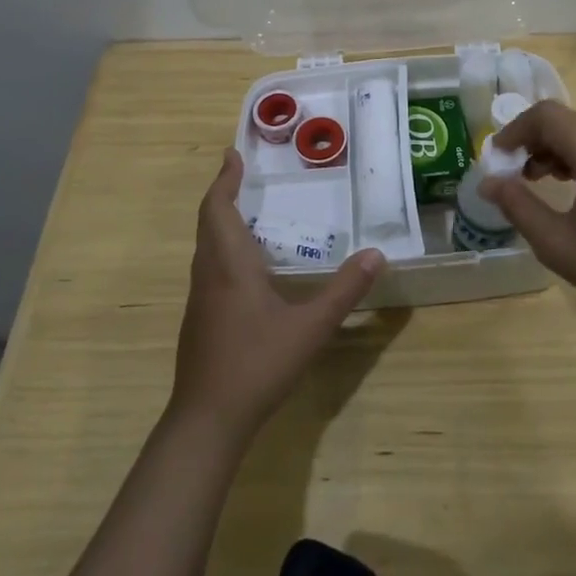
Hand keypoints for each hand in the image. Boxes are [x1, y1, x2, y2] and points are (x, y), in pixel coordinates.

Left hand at [170, 149, 386, 437]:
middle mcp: (209, 274)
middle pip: (208, 222)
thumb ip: (344, 290)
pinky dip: (223, 247)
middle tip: (242, 174)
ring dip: (221, 221)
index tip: (232, 155)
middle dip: (223, 194)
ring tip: (247, 211)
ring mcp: (199, 299)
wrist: (207, 420)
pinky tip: (246, 265)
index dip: (224, 180)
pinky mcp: (200, 319)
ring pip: (205, 246)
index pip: (218, 209)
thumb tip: (376, 254)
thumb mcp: (310, 327)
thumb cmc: (257, 364)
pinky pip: (208, 267)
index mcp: (229, 265)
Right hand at [481, 101, 575, 352]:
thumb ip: (518, 206)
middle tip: (514, 174)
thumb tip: (488, 182)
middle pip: (567, 120)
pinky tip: (575, 185)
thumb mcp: (558, 244)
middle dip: (535, 140)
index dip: (515, 130)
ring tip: (540, 181)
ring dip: (558, 147)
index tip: (497, 158)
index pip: (547, 116)